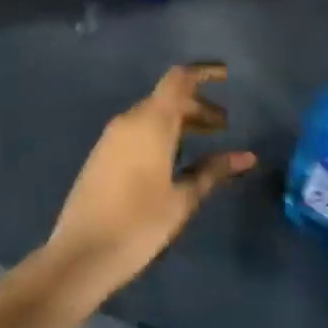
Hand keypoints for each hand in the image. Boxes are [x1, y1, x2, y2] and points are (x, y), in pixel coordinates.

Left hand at [46, 64, 255, 298]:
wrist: (81, 254)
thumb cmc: (139, 224)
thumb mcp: (183, 199)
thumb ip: (213, 172)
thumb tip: (247, 157)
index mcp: (150, 123)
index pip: (178, 80)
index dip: (203, 73)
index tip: (226, 76)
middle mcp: (128, 121)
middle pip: (166, 98)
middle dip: (197, 106)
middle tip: (224, 126)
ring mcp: (110, 138)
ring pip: (150, 116)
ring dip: (178, 122)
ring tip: (204, 142)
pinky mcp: (101, 156)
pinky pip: (136, 131)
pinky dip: (159, 134)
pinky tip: (173, 159)